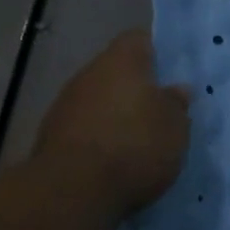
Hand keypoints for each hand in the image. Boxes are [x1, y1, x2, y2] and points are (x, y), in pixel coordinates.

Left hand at [34, 30, 191, 214]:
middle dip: (136, 89)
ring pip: (98, 100)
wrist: (73, 190)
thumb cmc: (135, 147)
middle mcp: (89, 74)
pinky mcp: (51, 136)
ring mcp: (65, 104)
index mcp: (122, 61)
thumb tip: (177, 90)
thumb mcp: (175, 128)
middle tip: (159, 111)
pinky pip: (84, 127)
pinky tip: (114, 161)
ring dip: (115, 115)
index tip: (171, 72)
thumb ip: (176, 105)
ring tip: (138, 141)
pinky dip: (99, 138)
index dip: (156, 52)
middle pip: (116, 71)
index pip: (139, 39)